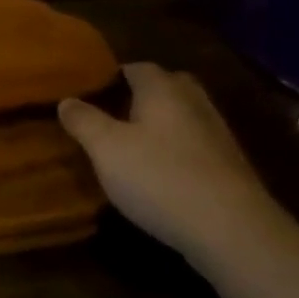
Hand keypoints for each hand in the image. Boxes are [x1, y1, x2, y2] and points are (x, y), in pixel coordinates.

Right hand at [59, 62, 284, 263]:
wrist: (232, 230)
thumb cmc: (159, 178)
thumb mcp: (106, 149)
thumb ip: (83, 121)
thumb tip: (66, 100)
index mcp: (163, 89)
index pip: (137, 67)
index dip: (112, 76)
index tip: (89, 92)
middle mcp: (194, 102)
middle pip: (166, 86)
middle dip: (141, 95)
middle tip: (112, 113)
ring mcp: (217, 134)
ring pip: (183, 116)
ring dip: (161, 124)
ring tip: (133, 144)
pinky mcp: (230, 167)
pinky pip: (195, 145)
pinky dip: (177, 150)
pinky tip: (162, 173)